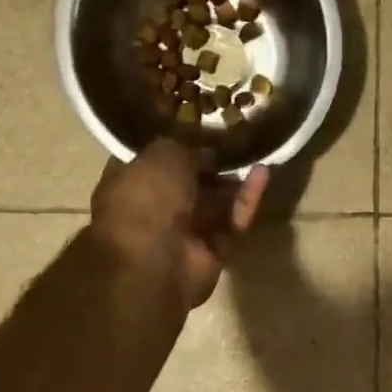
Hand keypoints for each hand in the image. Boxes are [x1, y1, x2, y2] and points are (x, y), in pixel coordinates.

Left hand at [90, 140, 269, 311]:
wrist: (154, 261)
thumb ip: (186, 147)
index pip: (153, 161)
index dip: (177, 145)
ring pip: (214, 205)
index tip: (202, 130)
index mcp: (128, 184)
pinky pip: (231, 223)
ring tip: (256, 155)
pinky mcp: (211, 254)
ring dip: (234, 182)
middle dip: (211, 167)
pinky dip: (246, 201)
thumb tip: (207, 155)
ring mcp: (184, 235)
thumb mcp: (163, 154)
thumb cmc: (146, 199)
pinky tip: (263, 174)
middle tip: (235, 145)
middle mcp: (154, 210)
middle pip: (188, 185)